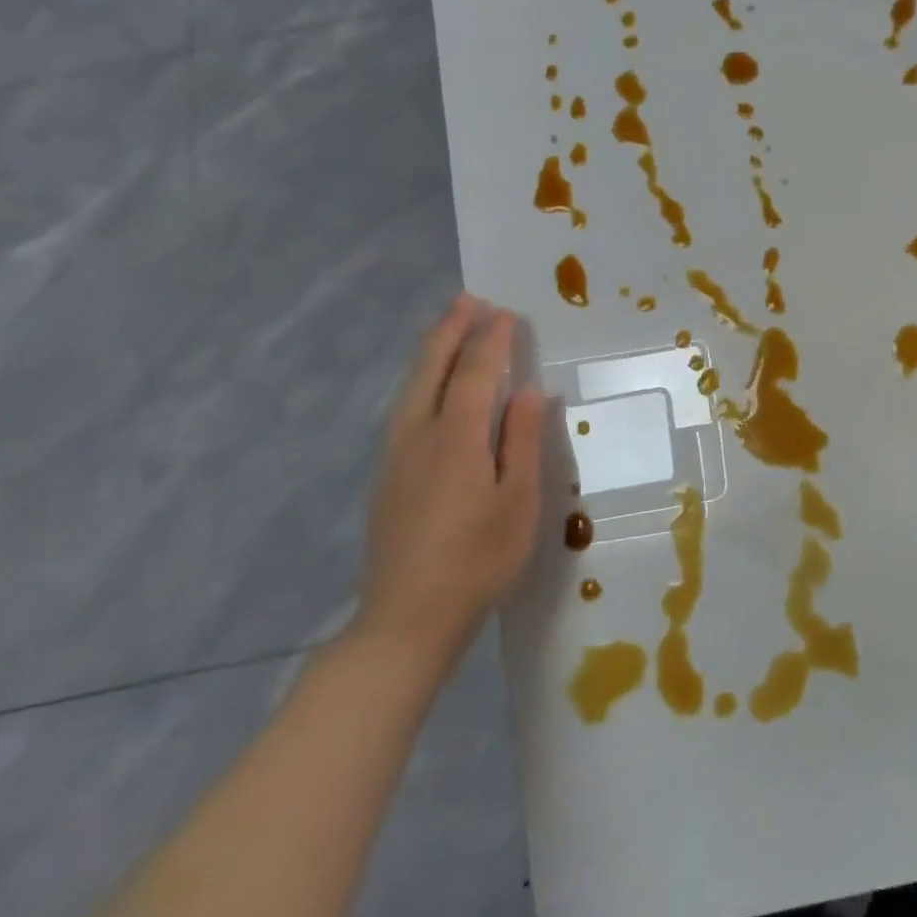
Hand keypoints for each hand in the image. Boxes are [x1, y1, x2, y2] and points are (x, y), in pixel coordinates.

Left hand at [356, 294, 545, 676]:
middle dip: (450, 331)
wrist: (408, 617)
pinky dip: (420, 381)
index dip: (492, 341)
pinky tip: (427, 390)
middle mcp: (420, 435)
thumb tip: (529, 391)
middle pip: (432, 369)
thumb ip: (521, 441)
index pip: (477, 374)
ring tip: (446, 329)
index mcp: (457, 438)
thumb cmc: (479, 560)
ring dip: (431, 352)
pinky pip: (404, 408)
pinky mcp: (387, 477)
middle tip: (467, 299)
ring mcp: (396, 456)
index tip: (506, 313)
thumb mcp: (518, 501)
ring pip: (411, 387)